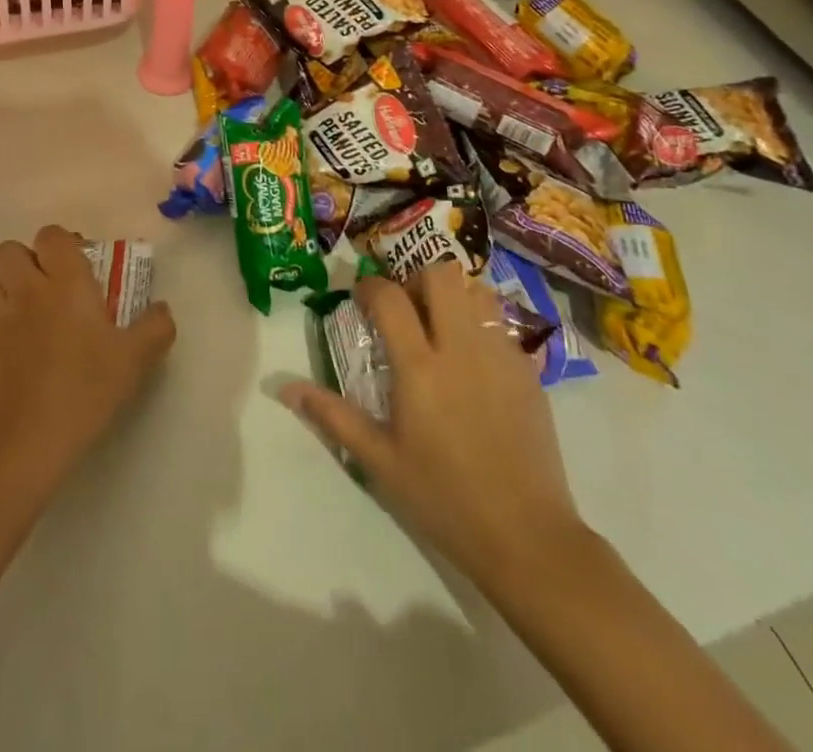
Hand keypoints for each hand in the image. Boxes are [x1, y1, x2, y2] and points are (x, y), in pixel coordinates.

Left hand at [0, 226, 175, 501]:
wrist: (26, 438)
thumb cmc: (85, 388)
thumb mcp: (135, 360)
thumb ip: (155, 327)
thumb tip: (162, 309)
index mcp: (66, 282)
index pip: (51, 235)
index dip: (62, 243)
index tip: (80, 265)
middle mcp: (28, 290)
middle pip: (10, 249)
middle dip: (27, 259)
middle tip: (51, 285)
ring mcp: (0, 318)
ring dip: (7, 287)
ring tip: (30, 311)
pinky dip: (0, 322)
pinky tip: (21, 348)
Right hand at [282, 270, 583, 600]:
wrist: (526, 537)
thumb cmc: (443, 498)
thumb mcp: (379, 461)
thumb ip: (332, 416)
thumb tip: (284, 388)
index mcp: (420, 367)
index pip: (389, 297)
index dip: (369, 287)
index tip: (361, 298)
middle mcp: (461, 348)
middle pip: (440, 275)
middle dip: (416, 279)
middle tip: (406, 308)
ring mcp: (500, 355)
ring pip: (476, 291)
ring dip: (453, 295)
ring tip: (441, 324)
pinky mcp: (528, 371)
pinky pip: (500, 324)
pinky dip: (480, 325)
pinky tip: (473, 361)